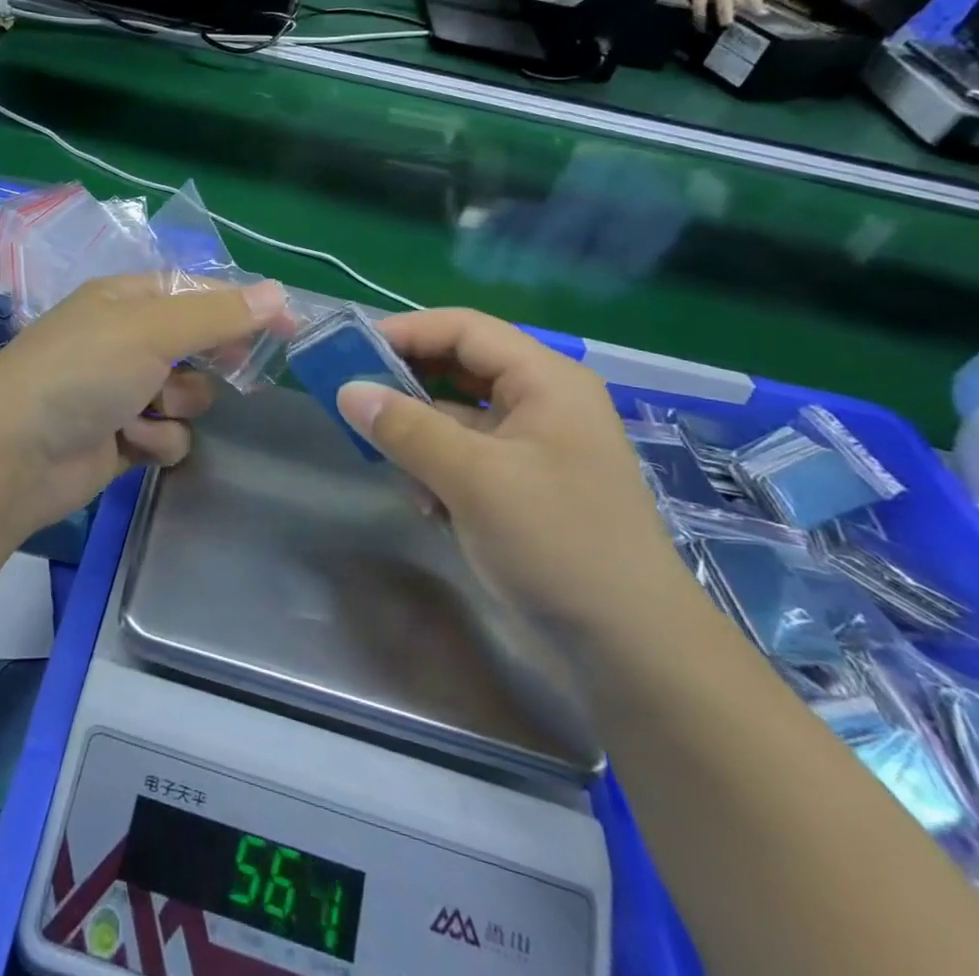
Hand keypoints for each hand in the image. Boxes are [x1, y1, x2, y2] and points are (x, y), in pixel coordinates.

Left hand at [0, 275, 286, 541]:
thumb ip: (217, 314)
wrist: (13, 455)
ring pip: (188, 395)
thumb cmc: (81, 372)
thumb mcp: (151, 330)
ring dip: (176, 406)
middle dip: (207, 363)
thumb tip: (278, 292)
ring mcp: (121, 391)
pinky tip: (131, 443)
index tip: (285, 326)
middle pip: (197, 345)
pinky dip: (156, 440)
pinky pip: (167, 435)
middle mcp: (124, 340)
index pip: (197, 292)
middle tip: (231, 371)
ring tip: (147, 410)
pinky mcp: (121, 438)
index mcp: (126, 300)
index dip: (241, 306)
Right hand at [334, 310, 700, 676]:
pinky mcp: (522, 485)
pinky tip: (427, 506)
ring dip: (418, 436)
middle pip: (458, 368)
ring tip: (392, 466)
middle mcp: (540, 401)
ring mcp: (532, 445)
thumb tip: (347, 390)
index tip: (350, 351)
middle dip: (406, 386)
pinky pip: (464, 455)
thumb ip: (405, 428)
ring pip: (455, 416)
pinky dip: (437, 470)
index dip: (406, 331)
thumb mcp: (473, 478)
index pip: (464, 329)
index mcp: (545, 380)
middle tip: (355, 400)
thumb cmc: (557, 543)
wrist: (631, 649)